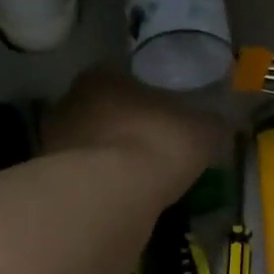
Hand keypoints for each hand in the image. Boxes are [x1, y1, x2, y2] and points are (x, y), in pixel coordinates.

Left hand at [43, 67, 227, 191]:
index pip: (124, 75)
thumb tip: (223, 121)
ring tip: (140, 177)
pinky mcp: (49, 179)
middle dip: (127, 125)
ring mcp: (54, 140)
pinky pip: (83, 176)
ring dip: (111, 156)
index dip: (149, 94)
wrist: (108, 194)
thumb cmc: (157, 143)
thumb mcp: (202, 130)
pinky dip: (101, 184)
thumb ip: (211, 123)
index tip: (167, 114)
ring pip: (90, 143)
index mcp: (103, 75)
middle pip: (104, 109)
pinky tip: (122, 198)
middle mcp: (70, 99)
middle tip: (155, 145)